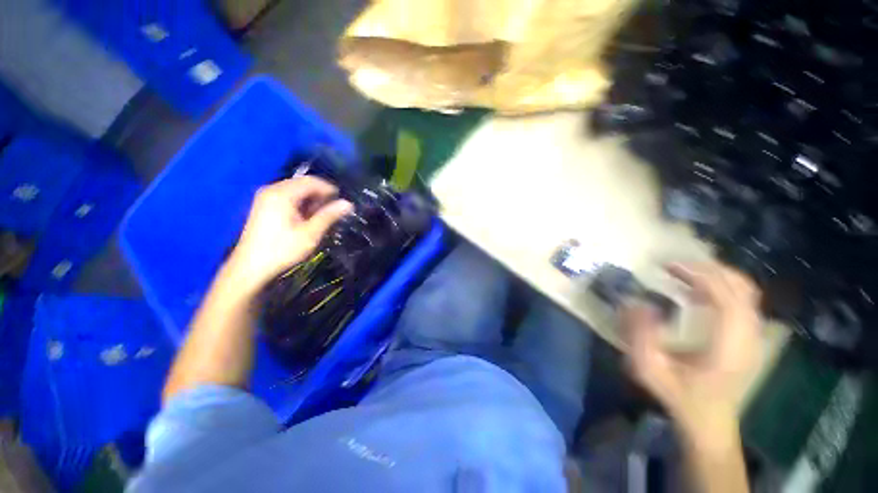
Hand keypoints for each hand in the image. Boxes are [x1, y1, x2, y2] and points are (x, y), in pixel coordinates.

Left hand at [227, 177, 352, 288]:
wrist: (251, 267)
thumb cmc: (282, 249)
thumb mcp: (310, 233)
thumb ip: (329, 216)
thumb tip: (348, 204)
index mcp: (282, 194)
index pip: (311, 181)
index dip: (329, 189)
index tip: (342, 202)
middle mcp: (272, 190)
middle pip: (303, 184)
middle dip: (320, 195)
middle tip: (332, 211)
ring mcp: (266, 197)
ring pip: (296, 190)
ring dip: (311, 200)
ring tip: (321, 216)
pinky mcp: (264, 206)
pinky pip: (287, 197)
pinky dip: (300, 203)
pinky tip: (306, 218)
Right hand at [622, 263, 761, 440]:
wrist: (710, 422)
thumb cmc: (680, 397)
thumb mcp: (651, 371)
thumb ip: (640, 337)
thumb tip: (637, 303)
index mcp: (729, 346)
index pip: (727, 297)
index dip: (700, 275)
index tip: (669, 267)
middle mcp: (749, 336)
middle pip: (741, 287)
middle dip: (707, 269)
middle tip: (673, 266)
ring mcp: (754, 336)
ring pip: (746, 291)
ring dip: (716, 275)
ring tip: (684, 273)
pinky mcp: (750, 336)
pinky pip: (743, 300)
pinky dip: (722, 286)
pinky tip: (698, 291)